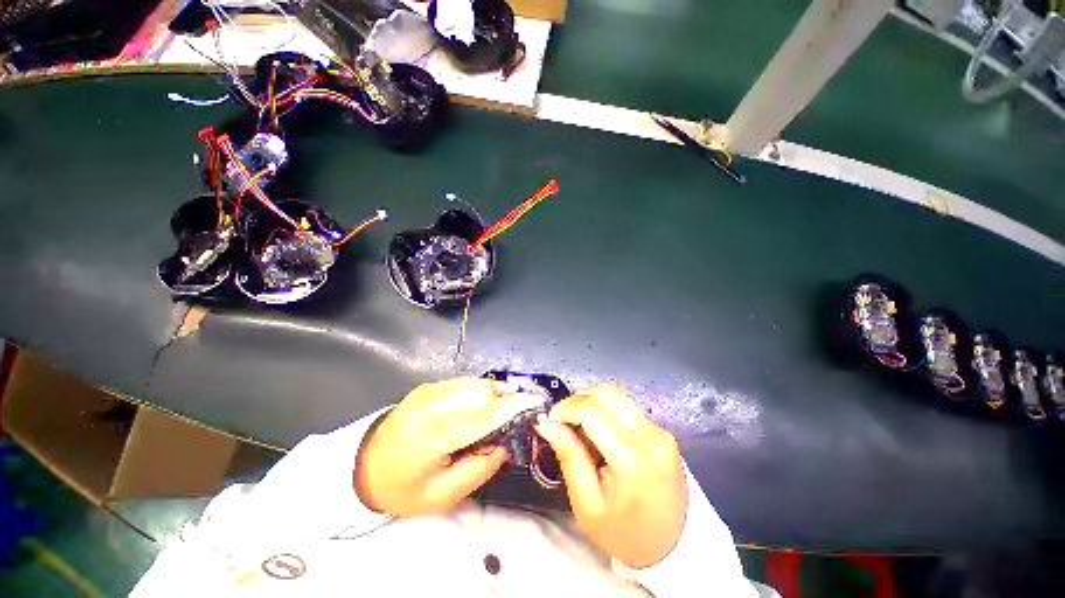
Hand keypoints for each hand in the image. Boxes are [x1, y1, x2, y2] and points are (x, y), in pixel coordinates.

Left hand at [355, 378, 542, 516]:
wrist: (361, 468)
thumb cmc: (401, 488)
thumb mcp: (441, 496)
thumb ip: (479, 469)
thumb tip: (504, 444)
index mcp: (433, 434)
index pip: (483, 414)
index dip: (512, 406)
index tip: (535, 401)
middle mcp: (432, 404)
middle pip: (481, 390)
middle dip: (504, 398)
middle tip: (515, 414)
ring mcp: (428, 391)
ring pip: (474, 382)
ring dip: (493, 393)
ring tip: (501, 409)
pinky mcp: (428, 387)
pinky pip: (463, 383)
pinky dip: (479, 390)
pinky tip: (480, 405)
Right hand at [534, 384, 686, 568]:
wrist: (674, 550)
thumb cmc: (625, 534)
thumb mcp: (587, 504)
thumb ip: (568, 456)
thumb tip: (547, 423)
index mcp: (632, 458)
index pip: (592, 411)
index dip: (566, 408)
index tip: (550, 419)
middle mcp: (651, 436)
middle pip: (607, 394)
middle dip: (578, 400)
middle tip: (564, 422)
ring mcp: (660, 432)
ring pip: (617, 396)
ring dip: (592, 403)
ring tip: (581, 429)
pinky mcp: (662, 432)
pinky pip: (627, 407)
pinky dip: (606, 411)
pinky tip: (599, 434)